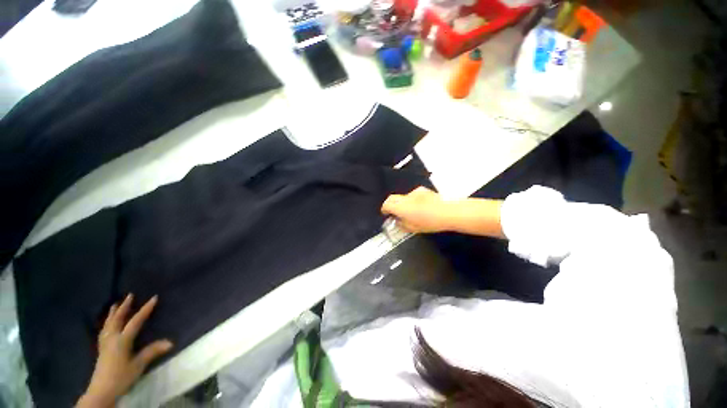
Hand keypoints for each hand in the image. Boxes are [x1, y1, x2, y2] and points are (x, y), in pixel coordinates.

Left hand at [77, 294, 172, 407]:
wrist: (101, 390)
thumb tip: (170, 342)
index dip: (145, 309)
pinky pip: (104, 331)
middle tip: (130, 295)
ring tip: (115, 304)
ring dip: (113, 313)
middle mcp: (112, 338)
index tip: (154, 298)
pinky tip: (107, 324)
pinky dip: (106, 323)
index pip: (135, 321)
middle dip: (124, 307)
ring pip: (108, 324)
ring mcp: (105, 343)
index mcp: (122, 340)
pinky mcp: (101, 349)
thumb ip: (152, 352)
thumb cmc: (121, 377)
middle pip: (117, 319)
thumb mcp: (138, 365)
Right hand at [381, 187, 452, 233]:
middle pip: (392, 198)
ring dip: (403, 203)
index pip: (386, 204)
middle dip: (391, 204)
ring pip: (403, 196)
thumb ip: (402, 224)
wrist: (448, 212)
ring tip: (411, 211)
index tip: (386, 214)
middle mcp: (406, 197)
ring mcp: (414, 192)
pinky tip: (421, 206)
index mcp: (401, 207)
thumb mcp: (413, 228)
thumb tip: (398, 221)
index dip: (384, 209)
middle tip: (395, 212)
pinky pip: (413, 195)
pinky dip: (413, 200)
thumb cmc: (430, 222)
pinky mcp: (423, 190)